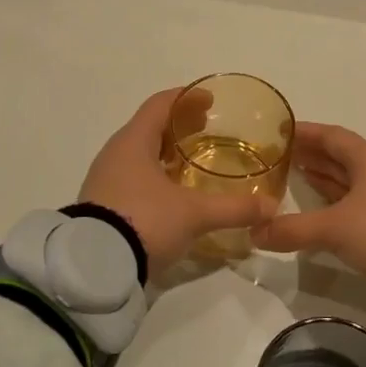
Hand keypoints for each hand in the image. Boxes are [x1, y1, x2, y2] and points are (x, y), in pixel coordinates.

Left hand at [78, 88, 276, 275]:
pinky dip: (155, 175)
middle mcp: (116, 153)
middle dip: (179, 126)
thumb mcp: (194, 215)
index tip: (210, 99)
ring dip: (166, 153)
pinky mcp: (102, 205)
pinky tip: (172, 194)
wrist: (93, 268)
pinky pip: (132, 177)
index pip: (161, 104)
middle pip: (150, 127)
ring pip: (140, 154)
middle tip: (207, 129)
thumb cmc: (144, 221)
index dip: (187, 98)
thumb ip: (234, 208)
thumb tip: (272, 207)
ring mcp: (105, 180)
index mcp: (134, 141)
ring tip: (193, 162)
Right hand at [251, 124, 365, 280]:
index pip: (330, 136)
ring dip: (322, 177)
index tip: (279, 131)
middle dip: (310, 155)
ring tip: (293, 178)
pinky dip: (334, 200)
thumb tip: (254, 233)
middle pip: (339, 156)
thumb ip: (292, 229)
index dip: (305, 133)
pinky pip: (354, 200)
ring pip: (348, 179)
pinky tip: (318, 210)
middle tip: (279, 156)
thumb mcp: (332, 228)